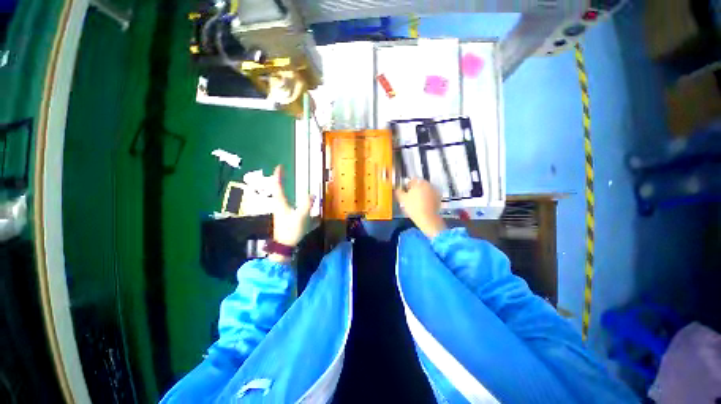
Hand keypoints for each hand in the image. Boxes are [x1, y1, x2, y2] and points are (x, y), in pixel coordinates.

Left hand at [268, 165, 313, 260]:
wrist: (285, 245)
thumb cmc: (291, 229)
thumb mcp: (302, 216)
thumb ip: (308, 204)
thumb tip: (313, 194)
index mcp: (281, 202)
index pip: (278, 185)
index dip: (278, 175)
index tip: (280, 166)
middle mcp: (279, 205)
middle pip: (278, 189)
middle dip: (279, 180)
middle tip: (283, 173)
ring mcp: (280, 211)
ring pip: (282, 196)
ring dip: (284, 188)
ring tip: (287, 183)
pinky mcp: (284, 216)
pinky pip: (287, 203)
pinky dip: (289, 197)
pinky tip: (294, 199)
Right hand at [395, 179, 446, 238]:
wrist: (427, 218)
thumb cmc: (413, 206)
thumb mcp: (403, 199)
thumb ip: (398, 192)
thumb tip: (396, 189)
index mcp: (419, 182)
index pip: (412, 181)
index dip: (407, 186)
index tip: (405, 192)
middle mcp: (428, 184)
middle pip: (420, 185)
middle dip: (415, 189)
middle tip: (410, 197)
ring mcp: (435, 191)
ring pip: (425, 190)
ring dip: (421, 193)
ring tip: (416, 202)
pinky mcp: (438, 198)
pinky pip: (430, 195)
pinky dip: (427, 198)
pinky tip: (423, 205)